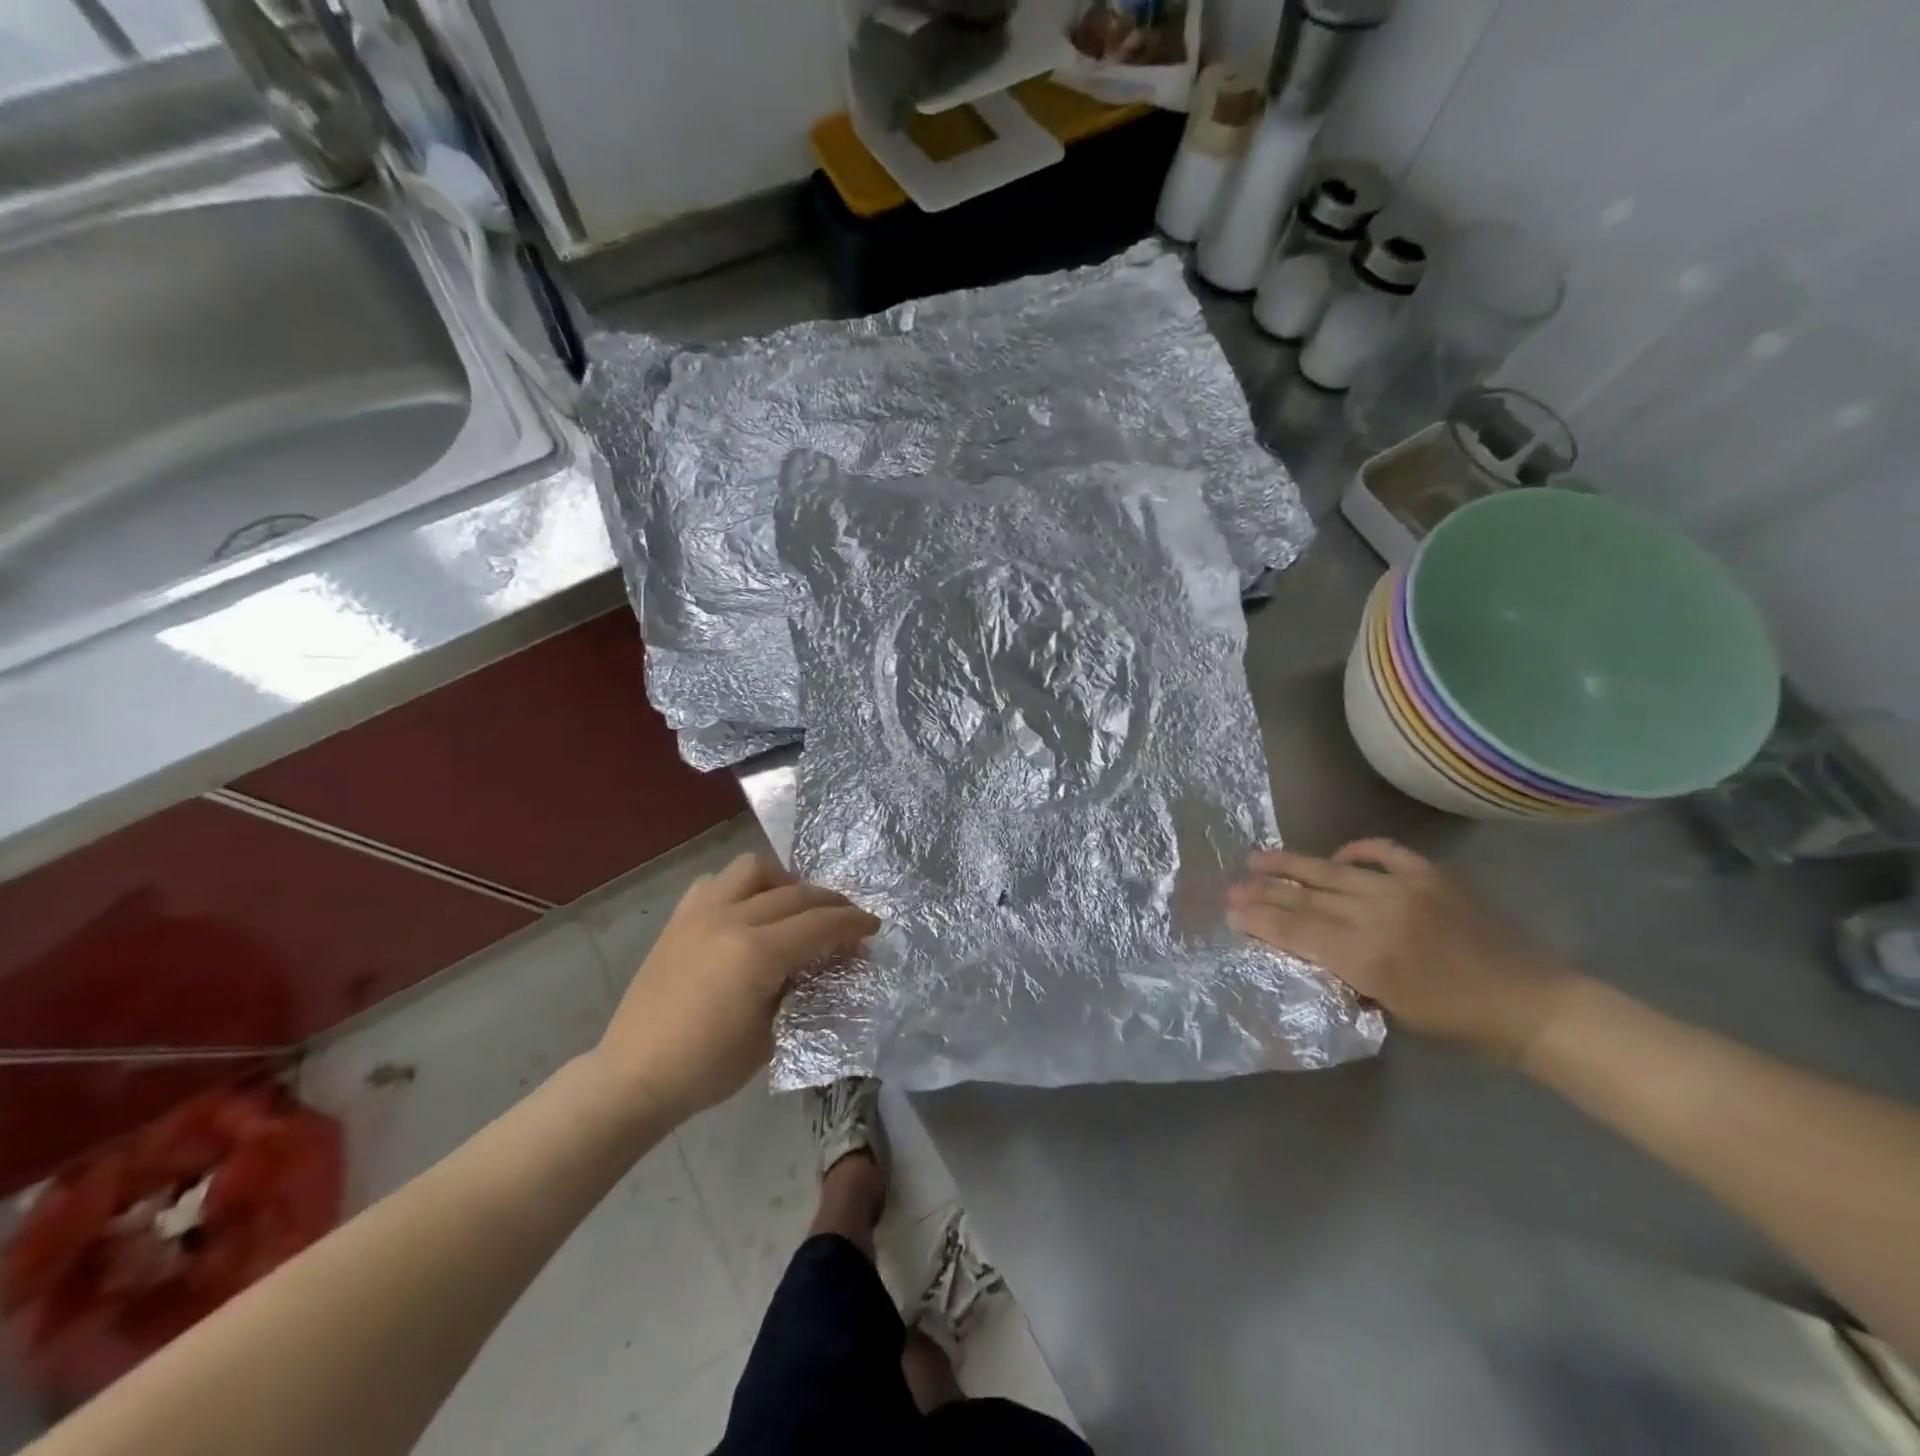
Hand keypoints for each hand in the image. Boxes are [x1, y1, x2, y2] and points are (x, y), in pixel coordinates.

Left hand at [594, 853, 878, 1122]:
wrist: (634, 1076)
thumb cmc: (707, 1067)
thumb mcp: (772, 1034)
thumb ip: (802, 988)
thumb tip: (826, 963)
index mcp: (756, 953)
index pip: (819, 924)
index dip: (853, 923)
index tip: (873, 926)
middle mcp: (731, 919)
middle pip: (796, 894)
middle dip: (830, 903)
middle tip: (847, 920)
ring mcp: (700, 913)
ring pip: (754, 870)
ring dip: (784, 882)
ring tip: (794, 906)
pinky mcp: (679, 918)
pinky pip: (716, 882)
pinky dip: (741, 888)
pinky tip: (747, 911)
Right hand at [1227, 839, 1579, 1062]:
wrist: (1534, 1006)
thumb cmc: (1459, 1025)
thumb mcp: (1389, 1009)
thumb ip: (1344, 971)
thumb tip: (1306, 945)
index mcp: (1367, 957)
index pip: (1296, 929)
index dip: (1259, 918)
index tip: (1231, 911)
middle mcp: (1379, 915)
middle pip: (1306, 898)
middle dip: (1264, 892)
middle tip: (1232, 887)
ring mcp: (1406, 888)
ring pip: (1333, 871)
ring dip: (1292, 865)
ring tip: (1258, 858)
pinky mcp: (1432, 875)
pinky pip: (1382, 852)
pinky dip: (1356, 851)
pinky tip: (1337, 853)